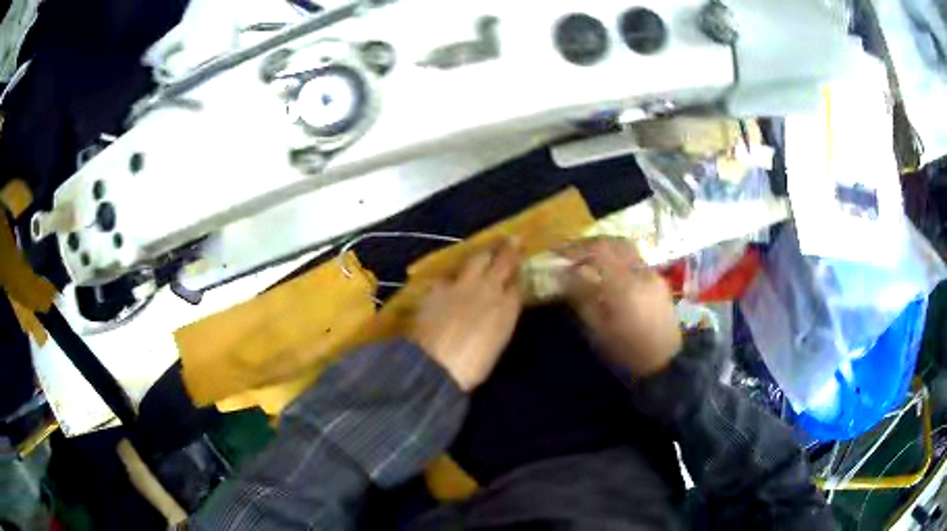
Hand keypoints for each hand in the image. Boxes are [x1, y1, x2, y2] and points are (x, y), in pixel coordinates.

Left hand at [408, 240, 522, 390]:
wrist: (435, 364)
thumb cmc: (472, 366)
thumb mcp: (494, 345)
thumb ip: (500, 322)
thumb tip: (500, 310)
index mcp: (506, 308)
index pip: (518, 283)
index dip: (520, 272)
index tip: (522, 265)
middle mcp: (487, 290)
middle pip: (501, 262)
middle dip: (508, 250)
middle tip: (512, 239)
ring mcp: (461, 285)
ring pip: (476, 260)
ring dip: (483, 254)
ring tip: (485, 251)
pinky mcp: (437, 288)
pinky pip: (449, 275)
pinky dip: (453, 276)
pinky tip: (451, 278)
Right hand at [559, 237, 680, 377]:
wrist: (666, 363)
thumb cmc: (627, 351)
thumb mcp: (598, 330)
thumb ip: (582, 297)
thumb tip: (565, 273)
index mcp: (624, 284)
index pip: (598, 249)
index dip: (576, 247)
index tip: (558, 253)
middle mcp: (641, 272)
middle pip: (614, 242)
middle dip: (591, 244)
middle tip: (572, 253)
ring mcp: (653, 275)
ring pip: (627, 249)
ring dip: (607, 250)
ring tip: (590, 262)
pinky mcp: (659, 282)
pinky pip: (636, 261)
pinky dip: (619, 260)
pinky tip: (610, 276)